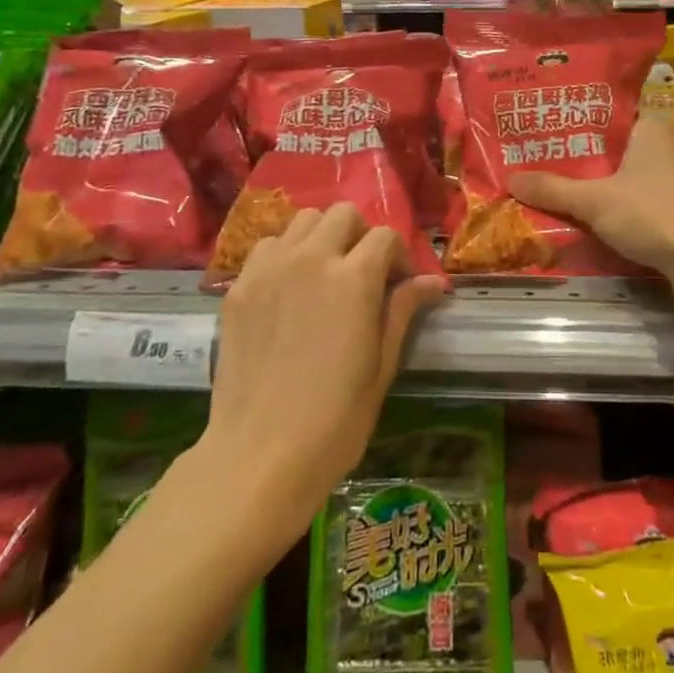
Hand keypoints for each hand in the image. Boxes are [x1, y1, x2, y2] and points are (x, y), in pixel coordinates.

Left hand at [201, 205, 446, 535]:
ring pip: (303, 221)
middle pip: (343, 215)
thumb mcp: (382, 366)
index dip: (398, 256)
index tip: (399, 284)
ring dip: (321, 238)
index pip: (385, 236)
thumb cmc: (335, 421)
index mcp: (354, 278)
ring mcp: (269, 269)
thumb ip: (403, 310)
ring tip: (323, 275)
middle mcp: (311, 259)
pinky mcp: (239, 287)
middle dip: (360, 236)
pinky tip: (288, 290)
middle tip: (362, 274)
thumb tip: (434, 282)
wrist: (259, 456)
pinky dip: (284, 254)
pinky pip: (267, 247)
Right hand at [509, 116, 673, 324]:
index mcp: (652, 127)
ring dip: (598, 190)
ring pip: (627, 180)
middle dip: (580, 163)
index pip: (605, 118)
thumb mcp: (594, 200)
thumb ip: (553, 189)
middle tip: (539, 167)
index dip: (572, 126)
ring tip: (556, 194)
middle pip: (613, 151)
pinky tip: (591, 222)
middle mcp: (669, 146)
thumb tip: (510, 180)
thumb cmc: (653, 214)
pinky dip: (618, 211)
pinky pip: (641, 204)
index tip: (541, 135)